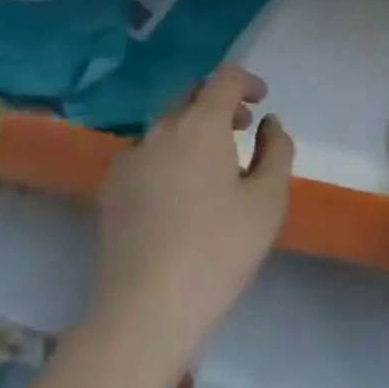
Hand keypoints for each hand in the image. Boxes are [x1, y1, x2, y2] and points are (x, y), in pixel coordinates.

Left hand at [89, 65, 293, 361]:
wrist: (144, 310)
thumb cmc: (216, 254)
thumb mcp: (267, 204)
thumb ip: (276, 151)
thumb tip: (270, 123)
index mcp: (200, 123)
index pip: (224, 77)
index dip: (246, 81)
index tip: (260, 101)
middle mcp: (162, 126)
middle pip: (193, 96)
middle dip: (220, 105)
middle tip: (241, 131)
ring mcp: (131, 153)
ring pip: (168, 126)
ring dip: (193, 132)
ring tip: (211, 168)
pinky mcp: (112, 183)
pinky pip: (146, 154)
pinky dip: (167, 157)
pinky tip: (175, 197)